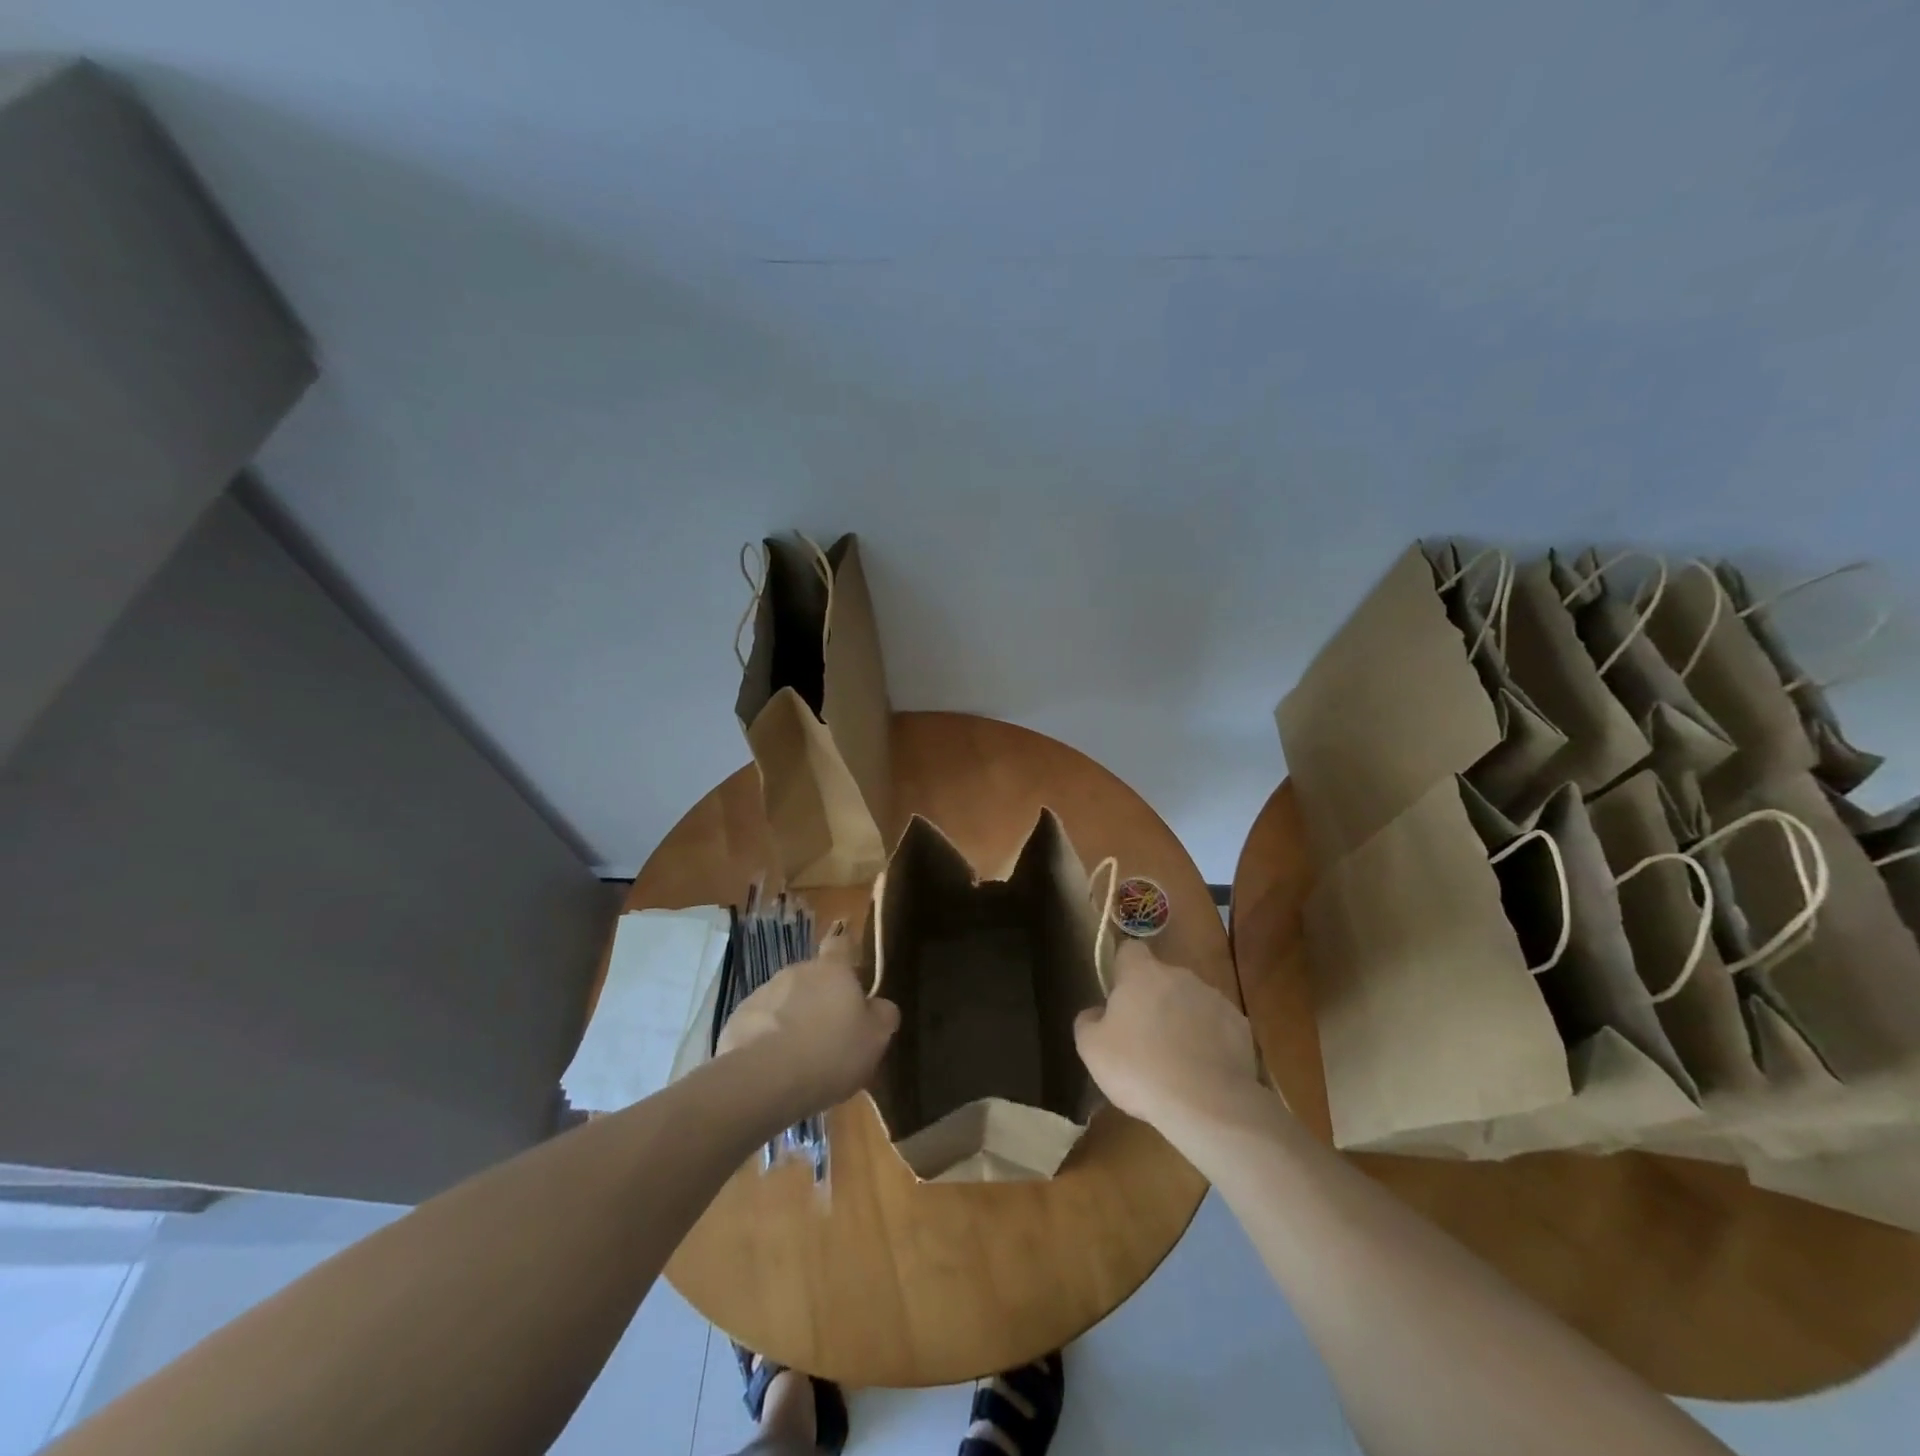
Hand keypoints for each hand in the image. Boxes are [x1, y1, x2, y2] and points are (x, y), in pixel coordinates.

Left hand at [716, 924, 899, 1116]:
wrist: (765, 1080)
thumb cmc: (831, 1053)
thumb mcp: (875, 1039)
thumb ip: (882, 1015)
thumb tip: (879, 1006)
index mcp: (832, 970)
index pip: (841, 944)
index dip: (846, 955)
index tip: (851, 974)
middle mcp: (796, 971)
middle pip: (812, 977)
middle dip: (819, 999)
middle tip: (829, 1034)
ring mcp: (763, 993)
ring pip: (784, 1001)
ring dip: (792, 1019)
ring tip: (799, 1058)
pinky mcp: (737, 1019)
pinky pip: (760, 1024)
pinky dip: (767, 1039)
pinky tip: (774, 1068)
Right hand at [1076, 939, 1261, 1135]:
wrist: (1207, 1104)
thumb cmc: (1139, 1069)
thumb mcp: (1092, 1049)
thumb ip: (1088, 1021)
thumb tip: (1096, 1012)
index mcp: (1142, 974)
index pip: (1130, 950)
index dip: (1122, 968)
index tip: (1118, 995)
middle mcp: (1180, 976)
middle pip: (1161, 978)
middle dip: (1153, 999)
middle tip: (1143, 1036)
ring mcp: (1214, 999)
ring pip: (1190, 1001)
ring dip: (1181, 1019)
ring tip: (1175, 1060)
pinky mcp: (1240, 1026)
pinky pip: (1217, 1026)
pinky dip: (1209, 1041)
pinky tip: (1202, 1071)